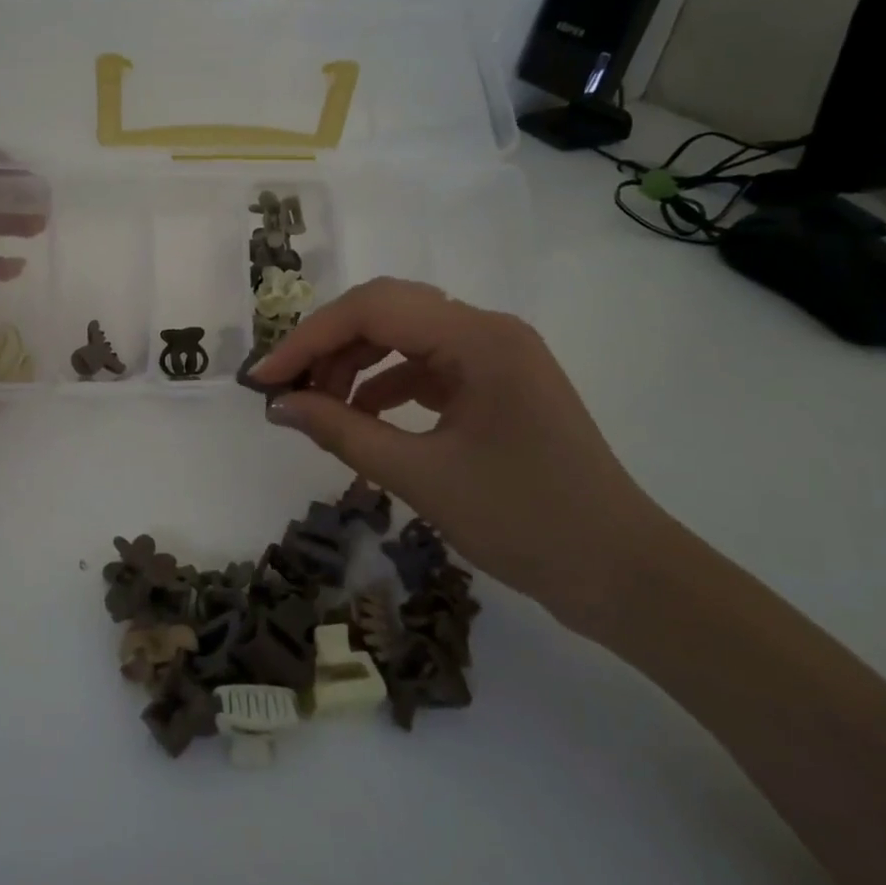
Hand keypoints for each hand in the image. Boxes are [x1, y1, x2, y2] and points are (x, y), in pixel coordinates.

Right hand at [248, 277, 676, 629]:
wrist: (623, 575)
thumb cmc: (526, 522)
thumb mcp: (421, 476)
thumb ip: (342, 432)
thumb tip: (278, 406)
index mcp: (478, 338)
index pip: (372, 309)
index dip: (308, 339)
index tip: (262, 379)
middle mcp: (487, 330)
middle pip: (386, 312)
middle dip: (328, 346)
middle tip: (285, 389)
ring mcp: (495, 356)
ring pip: (403, 337)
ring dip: (354, 365)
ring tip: (317, 407)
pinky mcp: (495, 384)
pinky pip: (425, 367)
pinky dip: (384, 386)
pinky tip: (359, 419)